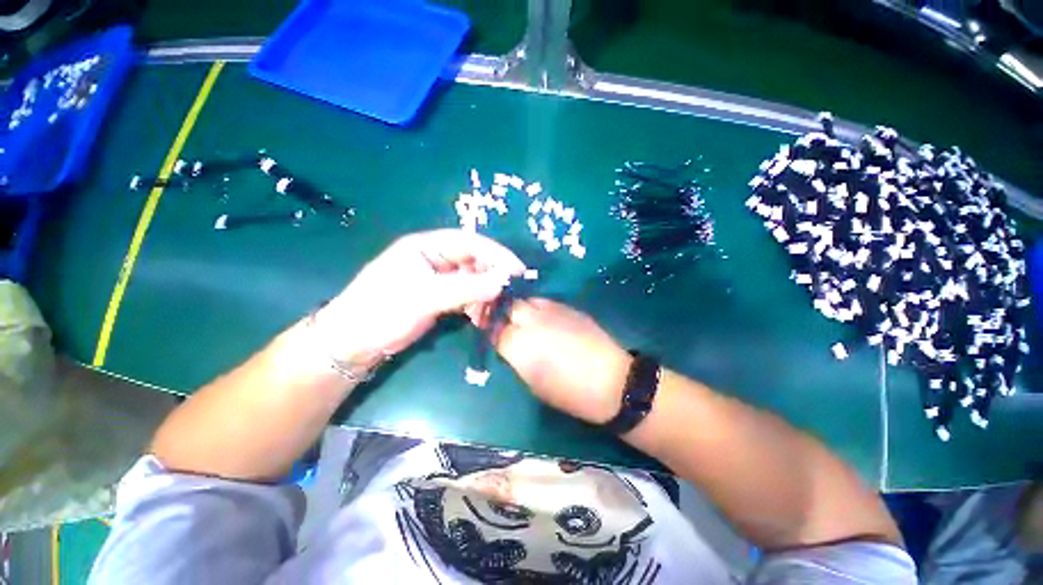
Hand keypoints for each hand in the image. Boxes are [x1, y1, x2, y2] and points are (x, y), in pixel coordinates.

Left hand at [319, 230, 524, 368]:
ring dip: (486, 292)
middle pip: (474, 260)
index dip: (496, 254)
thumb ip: (466, 288)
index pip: (470, 242)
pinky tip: (482, 316)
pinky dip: (477, 304)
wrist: (353, 343)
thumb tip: (504, 281)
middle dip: (493, 274)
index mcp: (427, 246)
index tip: (517, 270)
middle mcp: (436, 258)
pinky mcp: (439, 297)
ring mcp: (438, 279)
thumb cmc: (383, 310)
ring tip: (497, 307)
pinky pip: (466, 295)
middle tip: (511, 291)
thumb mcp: (425, 297)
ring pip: (473, 279)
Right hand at [495, 298, 632, 423]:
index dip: (491, 331)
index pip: (495, 330)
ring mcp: (552, 311)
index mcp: (520, 345)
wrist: (612, 382)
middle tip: (509, 325)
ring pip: (528, 300)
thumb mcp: (534, 383)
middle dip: (505, 314)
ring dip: (523, 310)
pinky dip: (540, 309)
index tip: (492, 334)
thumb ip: (517, 359)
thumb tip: (508, 346)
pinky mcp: (569, 307)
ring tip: (528, 321)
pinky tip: (547, 320)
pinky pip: (546, 302)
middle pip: (510, 307)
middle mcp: (532, 322)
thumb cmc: (569, 393)